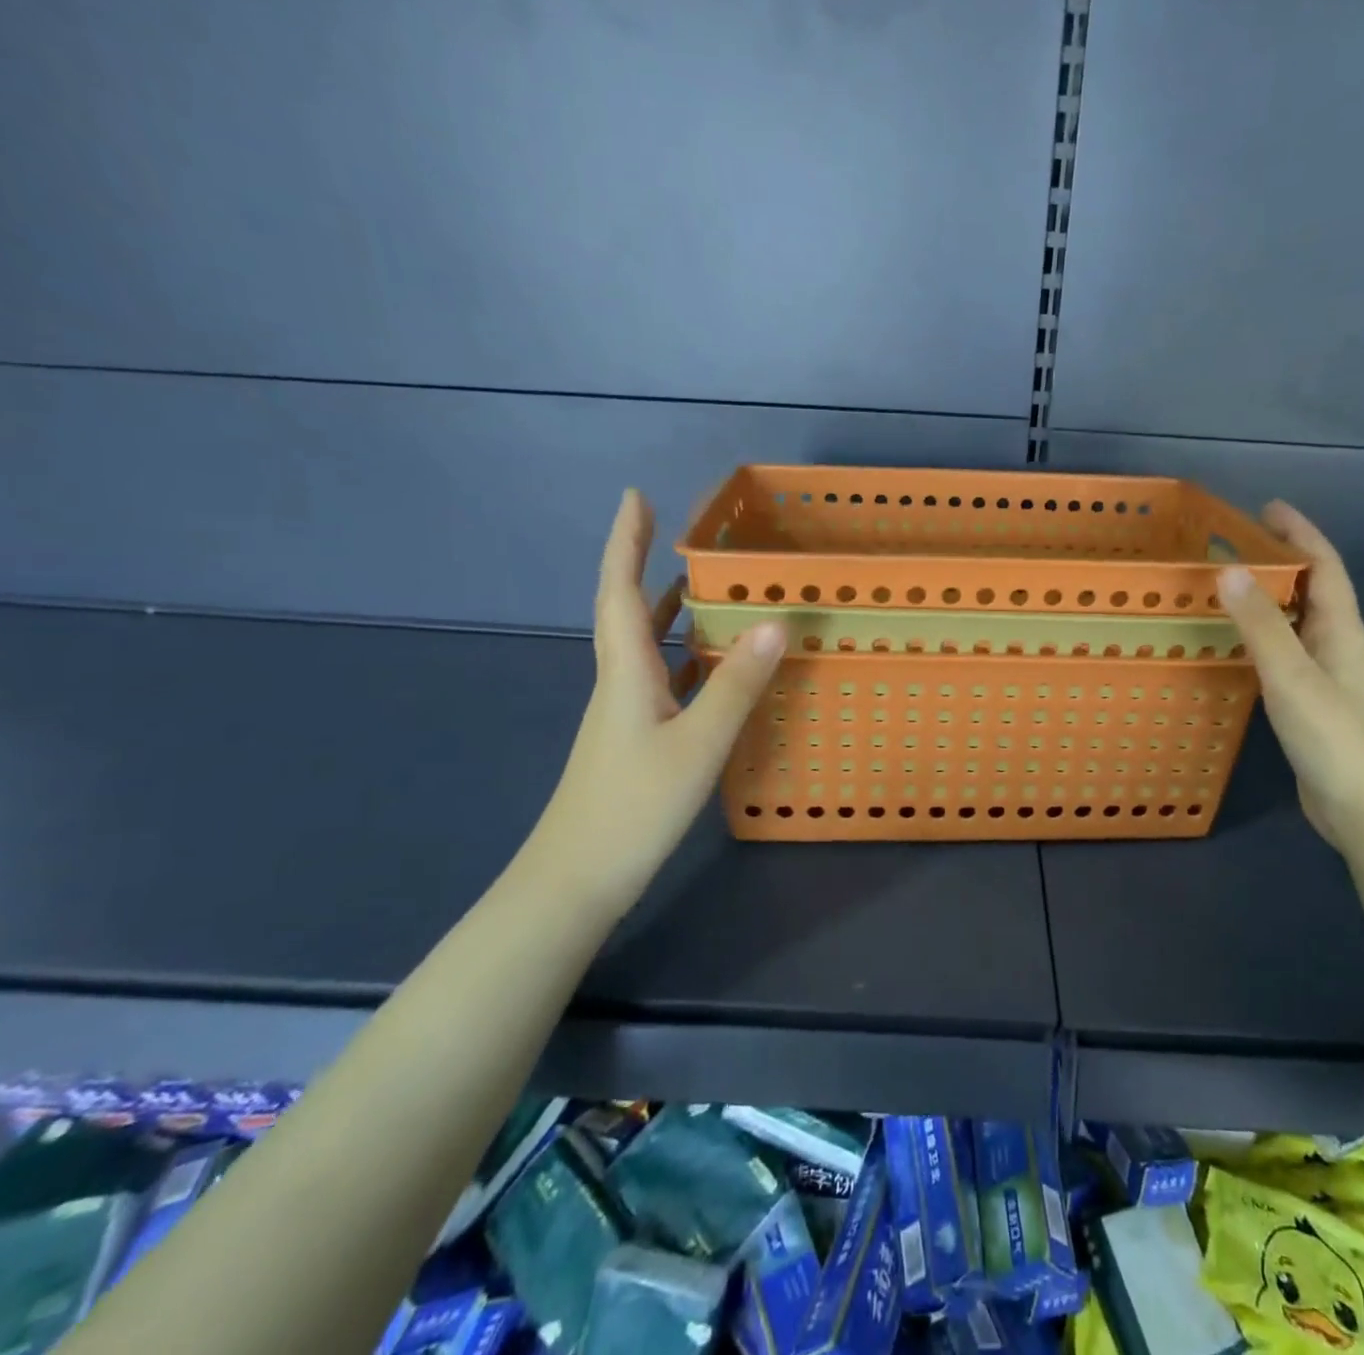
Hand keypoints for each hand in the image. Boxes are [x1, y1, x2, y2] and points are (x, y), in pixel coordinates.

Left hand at [521, 489, 784, 911]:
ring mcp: (623, 712)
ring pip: (644, 645)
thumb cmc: (633, 807)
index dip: (625, 541)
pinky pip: (660, 678)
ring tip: (701, 587)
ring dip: (665, 609)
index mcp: (625, 671)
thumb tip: (774, 623)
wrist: (576, 880)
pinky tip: (711, 666)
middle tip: (674, 530)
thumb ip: (736, 684)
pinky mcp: (634, 738)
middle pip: (626, 609)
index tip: (635, 496)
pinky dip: (682, 657)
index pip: (619, 590)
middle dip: (643, 563)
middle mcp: (619, 682)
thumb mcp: (697, 743)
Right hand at [1217, 501, 1363, 853]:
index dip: (1300, 532)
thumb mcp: (1293, 677)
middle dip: (1281, 559)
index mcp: (1340, 632)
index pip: (1323, 567)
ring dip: (1269, 598)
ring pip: (1296, 623)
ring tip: (1228, 585)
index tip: (1267, 508)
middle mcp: (1336, 647)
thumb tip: (1228, 568)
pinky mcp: (1310, 706)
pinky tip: (1236, 647)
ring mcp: (1325, 679)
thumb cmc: (1336, 739)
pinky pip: (1283, 655)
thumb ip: (1260, 625)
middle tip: (1236, 543)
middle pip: (1311, 590)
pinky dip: (1260, 638)